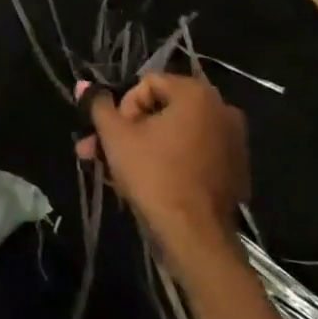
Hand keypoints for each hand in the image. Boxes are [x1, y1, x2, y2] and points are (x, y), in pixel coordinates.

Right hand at [77, 73, 247, 257]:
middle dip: (126, 130)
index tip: (112, 134)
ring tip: (114, 171)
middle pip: (162, 110)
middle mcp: (222, 110)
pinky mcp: (234, 169)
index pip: (147, 83)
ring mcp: (233, 141)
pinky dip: (170, 161)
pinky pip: (193, 154)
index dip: (123, 107)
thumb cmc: (153, 175)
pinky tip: (147, 181)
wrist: (194, 234)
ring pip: (175, 134)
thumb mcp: (116, 136)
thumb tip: (83, 85)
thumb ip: (98, 105)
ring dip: (143, 146)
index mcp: (197, 94)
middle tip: (98, 152)